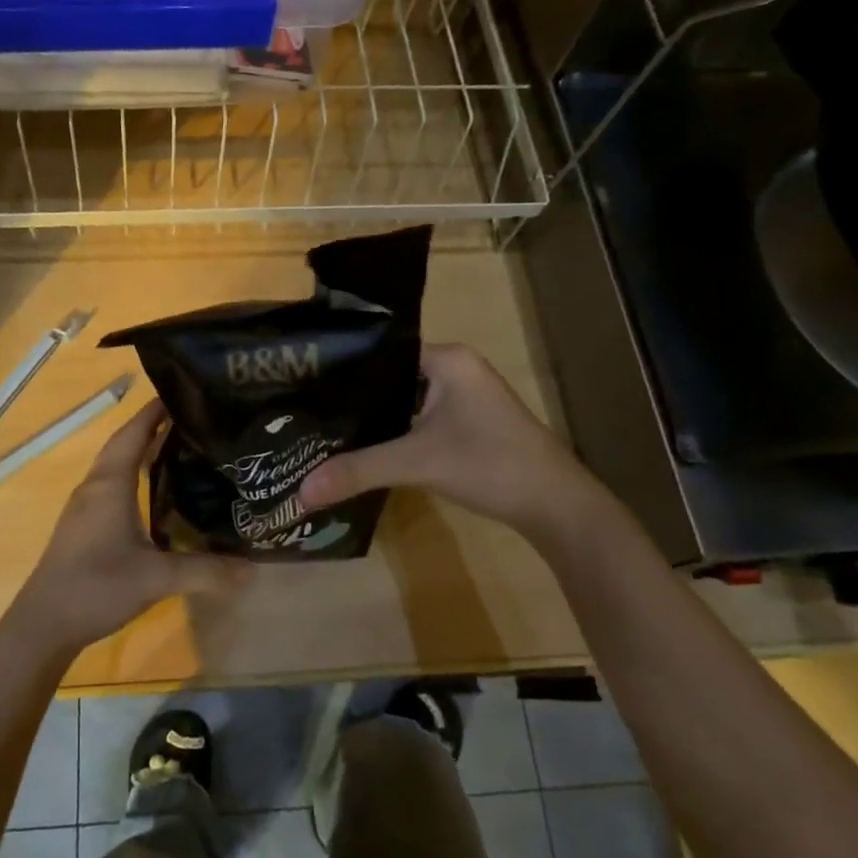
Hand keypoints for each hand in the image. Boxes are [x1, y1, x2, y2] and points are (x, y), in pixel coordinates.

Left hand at [12, 400, 253, 654]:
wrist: (43, 623)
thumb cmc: (96, 587)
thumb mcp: (156, 579)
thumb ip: (205, 572)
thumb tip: (253, 570)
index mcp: (110, 484)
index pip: (134, 433)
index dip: (155, 411)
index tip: (183, 392)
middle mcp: (95, 486)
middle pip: (124, 443)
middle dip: (152, 426)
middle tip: (191, 418)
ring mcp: (85, 505)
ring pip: (115, 464)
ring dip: (141, 449)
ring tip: (179, 446)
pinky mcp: (82, 524)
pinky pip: (111, 483)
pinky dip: (132, 473)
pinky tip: (153, 490)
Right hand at [298, 343, 603, 538]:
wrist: (557, 506)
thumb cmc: (490, 464)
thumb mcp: (417, 463)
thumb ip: (357, 471)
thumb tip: (300, 492)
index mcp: (446, 358)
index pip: (381, 351)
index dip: (343, 368)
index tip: (303, 384)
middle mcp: (455, 368)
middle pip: (390, 377)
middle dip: (353, 396)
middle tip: (305, 410)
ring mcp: (464, 396)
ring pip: (404, 400)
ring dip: (373, 417)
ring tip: (324, 428)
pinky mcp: (467, 423)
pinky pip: (418, 418)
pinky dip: (394, 431)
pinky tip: (364, 448)